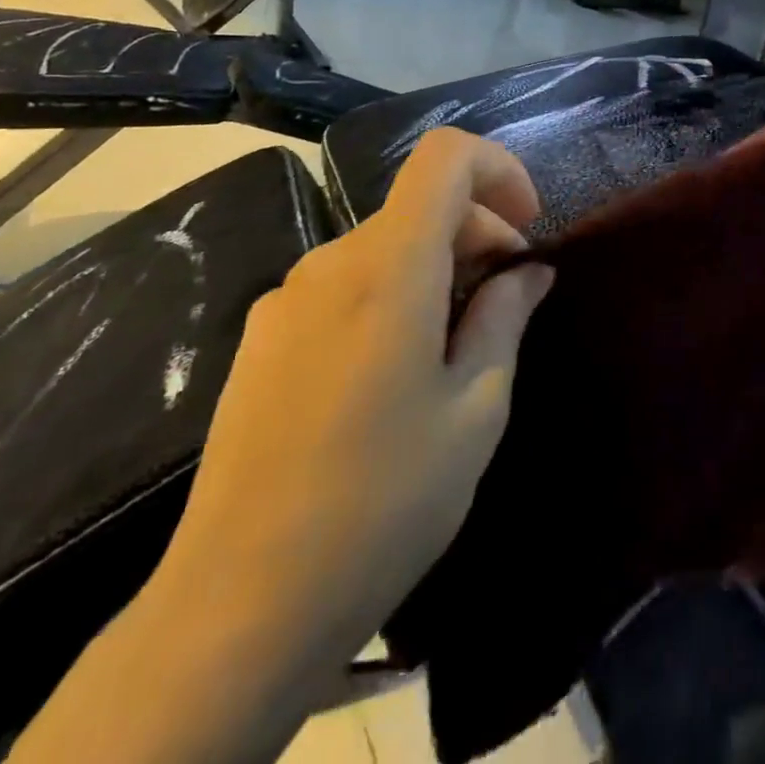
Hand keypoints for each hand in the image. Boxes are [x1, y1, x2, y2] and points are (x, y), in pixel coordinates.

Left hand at [154, 128, 553, 695]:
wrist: (235, 608)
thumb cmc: (381, 504)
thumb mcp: (474, 411)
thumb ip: (505, 318)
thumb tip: (529, 271)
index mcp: (388, 268)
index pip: (445, 156)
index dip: (498, 168)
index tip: (527, 227)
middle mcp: (330, 263)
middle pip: (418, 204)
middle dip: (478, 231)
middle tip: (509, 299)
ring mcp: (286, 298)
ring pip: (383, 244)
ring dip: (436, 266)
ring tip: (457, 344)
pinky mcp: (261, 337)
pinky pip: (345, 283)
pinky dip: (391, 293)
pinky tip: (396, 371)